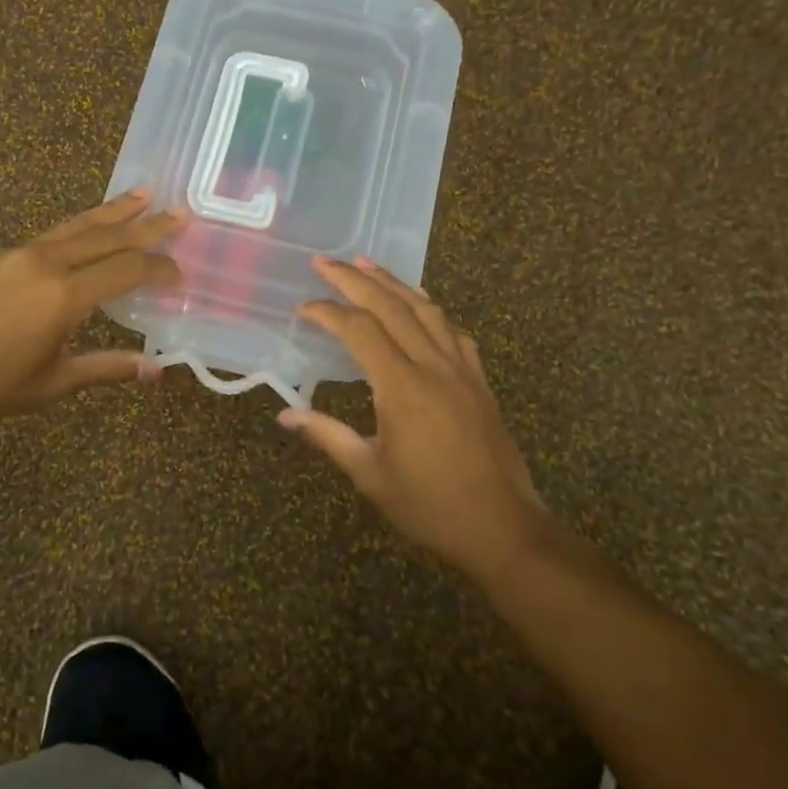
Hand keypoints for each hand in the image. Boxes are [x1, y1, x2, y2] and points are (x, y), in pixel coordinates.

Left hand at [0, 189, 185, 429]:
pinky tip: (87, 229)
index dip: (158, 269)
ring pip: (76, 225)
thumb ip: (105, 368)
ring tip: (140, 194)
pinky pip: (51, 233)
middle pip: (106, 235)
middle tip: (178, 211)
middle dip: (145, 224)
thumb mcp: (50, 384)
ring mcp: (18, 253)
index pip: (126, 270)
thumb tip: (156, 370)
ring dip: (111, 211)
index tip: (180, 272)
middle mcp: (46, 263)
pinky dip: (79, 226)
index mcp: (64, 296)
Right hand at [280, 257, 553, 585]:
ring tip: (368, 264)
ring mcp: (462, 370)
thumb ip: (327, 436)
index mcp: (402, 387)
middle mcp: (433, 366)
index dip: (328, 312)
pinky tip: (420, 305)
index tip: (302, 307)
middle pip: (392, 307)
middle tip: (326, 260)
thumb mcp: (369, 474)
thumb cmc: (429, 505)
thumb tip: (285, 414)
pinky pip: (453, 331)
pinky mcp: (479, 381)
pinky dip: (430, 309)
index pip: (359, 331)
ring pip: (426, 310)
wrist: (502, 528)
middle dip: (355, 279)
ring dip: (394, 283)